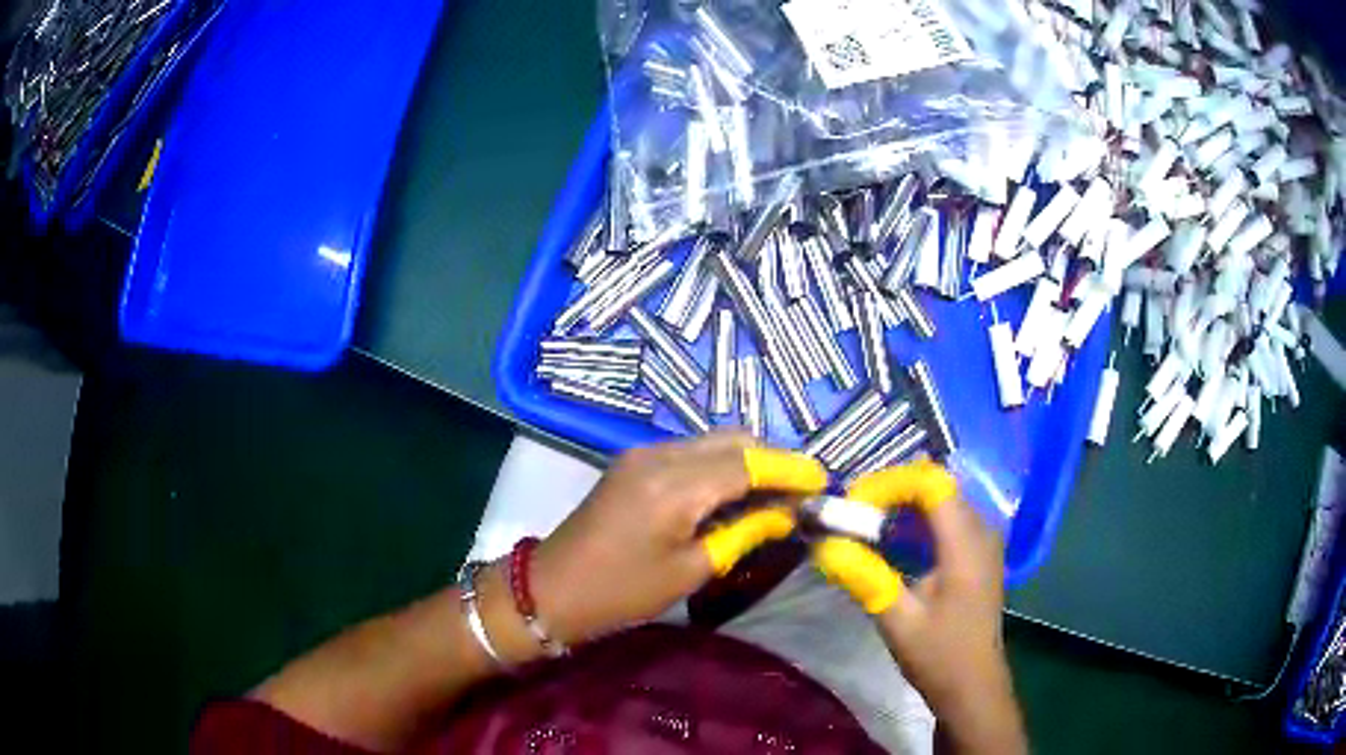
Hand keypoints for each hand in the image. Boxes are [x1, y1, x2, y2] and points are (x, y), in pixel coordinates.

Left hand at [530, 431, 826, 647]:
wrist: (551, 588)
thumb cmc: (621, 591)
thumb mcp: (690, 570)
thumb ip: (742, 534)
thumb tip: (785, 515)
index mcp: (675, 484)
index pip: (748, 463)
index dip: (790, 469)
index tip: (824, 480)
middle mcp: (660, 454)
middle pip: (732, 441)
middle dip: (773, 459)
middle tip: (803, 489)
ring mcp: (643, 453)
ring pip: (712, 442)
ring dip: (747, 460)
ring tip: (776, 492)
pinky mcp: (634, 462)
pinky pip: (690, 452)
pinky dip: (720, 465)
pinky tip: (735, 491)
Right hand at [811, 460, 1025, 753]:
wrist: (973, 684)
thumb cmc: (938, 656)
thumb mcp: (897, 621)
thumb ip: (864, 577)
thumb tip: (824, 544)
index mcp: (966, 545)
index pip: (931, 483)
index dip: (890, 483)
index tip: (854, 504)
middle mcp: (981, 530)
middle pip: (936, 485)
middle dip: (891, 490)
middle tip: (852, 512)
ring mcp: (984, 538)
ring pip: (942, 497)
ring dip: (902, 501)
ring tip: (864, 521)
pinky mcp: (979, 549)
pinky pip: (948, 514)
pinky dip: (916, 516)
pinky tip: (892, 536)